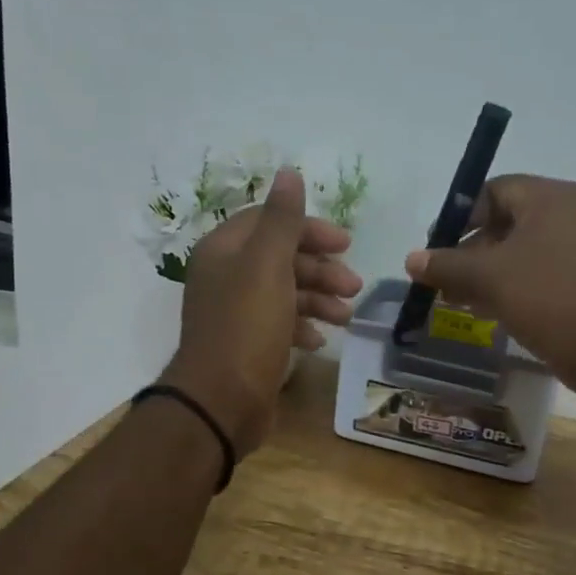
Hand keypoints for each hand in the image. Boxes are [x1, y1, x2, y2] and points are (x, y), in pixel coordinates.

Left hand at [161, 168, 362, 458]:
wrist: (220, 402)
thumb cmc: (246, 328)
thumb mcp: (267, 266)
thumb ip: (282, 220)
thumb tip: (288, 172)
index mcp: (224, 250)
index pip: (270, 223)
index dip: (309, 229)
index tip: (346, 244)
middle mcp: (226, 276)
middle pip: (280, 258)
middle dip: (320, 269)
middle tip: (354, 286)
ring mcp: (234, 312)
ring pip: (284, 292)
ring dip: (317, 299)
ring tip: (346, 316)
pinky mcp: (246, 344)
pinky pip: (279, 324)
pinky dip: (302, 327)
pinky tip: (320, 341)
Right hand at [404, 175, 575, 393]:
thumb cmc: (549, 297)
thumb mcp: (490, 278)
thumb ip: (447, 265)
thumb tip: (412, 258)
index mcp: (551, 198)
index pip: (494, 191)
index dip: (460, 218)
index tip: (437, 248)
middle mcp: (574, 212)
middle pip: (509, 222)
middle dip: (471, 251)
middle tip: (446, 280)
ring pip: (525, 250)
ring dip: (490, 272)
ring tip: (462, 301)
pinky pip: (545, 271)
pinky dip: (516, 284)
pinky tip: (494, 311)